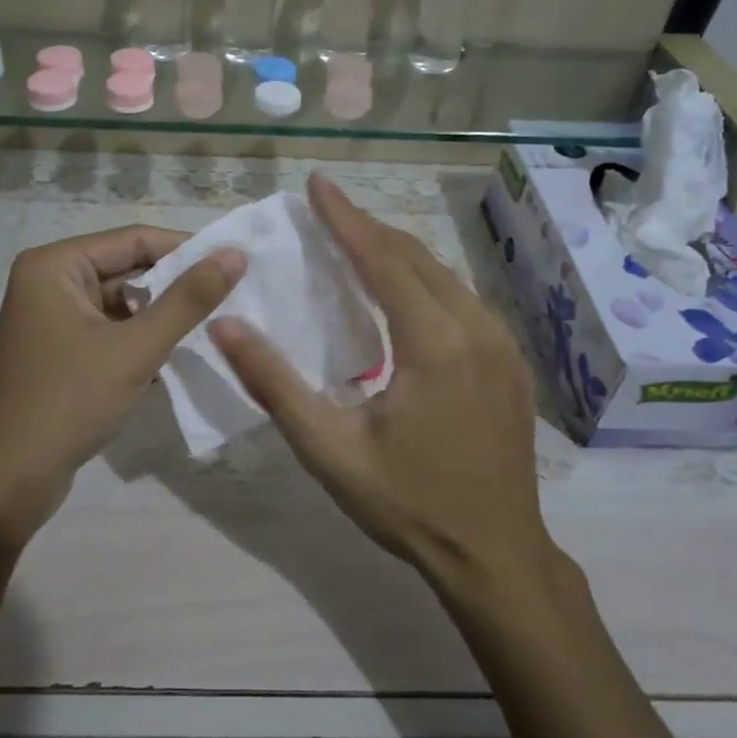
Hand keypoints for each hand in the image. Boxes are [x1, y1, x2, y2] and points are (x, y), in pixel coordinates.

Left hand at [0, 225, 244, 543]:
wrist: (10, 479)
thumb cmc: (70, 402)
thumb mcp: (136, 348)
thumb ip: (188, 299)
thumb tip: (235, 254)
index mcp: (55, 265)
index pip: (135, 239)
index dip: (187, 250)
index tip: (236, 265)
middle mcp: (48, 281)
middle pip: (127, 269)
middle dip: (176, 287)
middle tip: (232, 299)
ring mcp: (51, 318)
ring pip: (122, 304)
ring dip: (161, 318)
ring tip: (210, 329)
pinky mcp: (59, 351)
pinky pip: (110, 330)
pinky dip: (140, 341)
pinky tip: (174, 360)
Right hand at [210, 174, 560, 593]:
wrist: (495, 554)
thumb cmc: (407, 504)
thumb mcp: (329, 449)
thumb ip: (274, 384)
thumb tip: (225, 326)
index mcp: (434, 343)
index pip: (382, 259)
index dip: (345, 218)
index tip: (318, 183)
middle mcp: (476, 328)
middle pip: (416, 257)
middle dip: (369, 228)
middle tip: (327, 211)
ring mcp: (503, 344)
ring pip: (445, 276)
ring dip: (398, 254)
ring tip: (355, 244)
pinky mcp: (511, 363)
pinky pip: (464, 301)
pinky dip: (426, 282)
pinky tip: (403, 295)